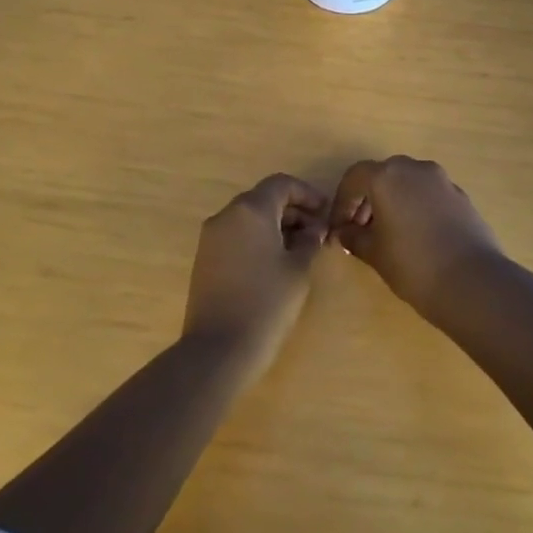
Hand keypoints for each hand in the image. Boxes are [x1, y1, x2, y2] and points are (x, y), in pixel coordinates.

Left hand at [183, 174, 329, 377]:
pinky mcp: (205, 258)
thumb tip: (314, 228)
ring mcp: (211, 236)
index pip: (281, 184)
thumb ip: (309, 241)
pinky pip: (236, 235)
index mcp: (250, 210)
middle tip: (317, 233)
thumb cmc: (266, 303)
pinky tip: (276, 262)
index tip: (326, 212)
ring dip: (276, 225)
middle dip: (293, 210)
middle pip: (264, 198)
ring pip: (249, 217)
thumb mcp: (298, 270)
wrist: (219, 348)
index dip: (307, 193)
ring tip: (300, 249)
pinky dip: (258, 238)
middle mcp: (226, 215)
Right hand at [329, 156, 502, 314]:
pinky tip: (417, 236)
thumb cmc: (412, 265)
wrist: (472, 281)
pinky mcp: (462, 196)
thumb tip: (344, 232)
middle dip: (368, 199)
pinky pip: (429, 194)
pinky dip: (416, 206)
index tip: (339, 227)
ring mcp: (442, 181)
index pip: (355, 178)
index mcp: (387, 177)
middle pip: (383, 175)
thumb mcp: (374, 253)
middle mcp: (415, 169)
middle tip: (361, 229)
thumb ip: (354, 237)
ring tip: (388, 234)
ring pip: (408, 182)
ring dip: (393, 201)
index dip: (342, 202)